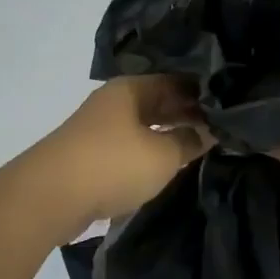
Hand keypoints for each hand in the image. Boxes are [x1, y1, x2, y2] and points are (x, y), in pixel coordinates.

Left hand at [37, 77, 212, 238]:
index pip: (176, 82)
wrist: (50, 196)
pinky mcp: (91, 157)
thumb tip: (209, 131)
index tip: (229, 107)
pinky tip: (167, 166)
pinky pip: (130, 149)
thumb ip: (190, 141)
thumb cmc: (112, 165)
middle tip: (221, 129)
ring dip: (168, 136)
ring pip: (144, 127)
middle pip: (158, 103)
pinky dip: (150, 154)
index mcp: (131, 90)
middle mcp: (114, 103)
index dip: (203, 94)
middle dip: (187, 115)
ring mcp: (99, 130)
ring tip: (200, 148)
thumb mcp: (163, 155)